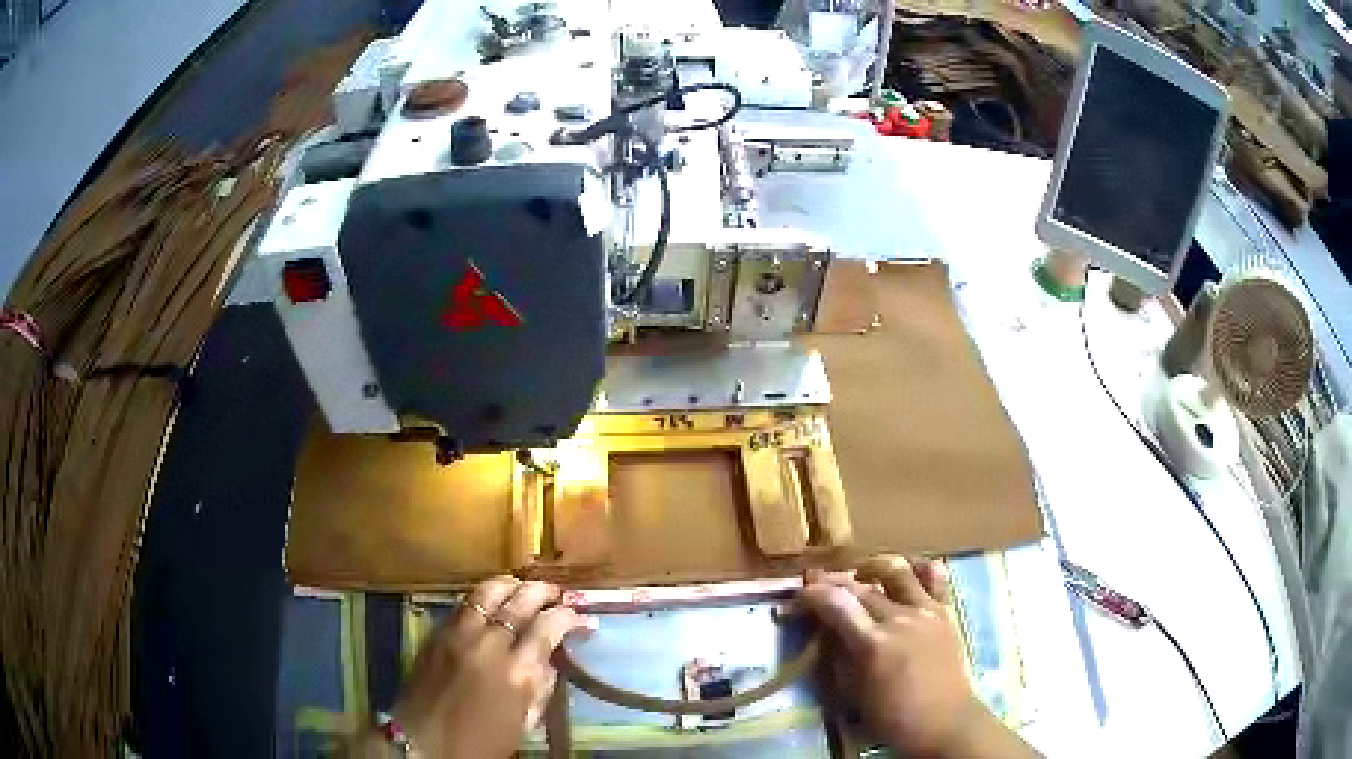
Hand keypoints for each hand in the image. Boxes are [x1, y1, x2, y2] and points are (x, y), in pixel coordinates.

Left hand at [370, 577, 593, 757]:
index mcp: (516, 673)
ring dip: (512, 585)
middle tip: (559, 594)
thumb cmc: (479, 744)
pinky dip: (484, 596)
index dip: (570, 617)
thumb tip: (551, 661)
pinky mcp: (436, 633)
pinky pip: (464, 602)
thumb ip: (540, 689)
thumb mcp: (522, 724)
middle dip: (544, 592)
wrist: (422, 743)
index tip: (583, 618)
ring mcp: (458, 634)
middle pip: (520, 601)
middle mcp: (488, 644)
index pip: (548, 628)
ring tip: (525, 589)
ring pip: (488, 591)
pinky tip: (492, 602)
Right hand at [798, 556, 1037, 758]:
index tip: (798, 596)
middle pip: (860, 587)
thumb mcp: (853, 695)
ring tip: (861, 575)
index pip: (835, 603)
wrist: (945, 722)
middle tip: (819, 587)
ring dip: (873, 567)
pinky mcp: (944, 611)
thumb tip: (826, 632)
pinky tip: (906, 573)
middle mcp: (899, 618)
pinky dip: (917, 569)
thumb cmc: (893, 717)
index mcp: (872, 643)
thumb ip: (838, 658)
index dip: (812, 594)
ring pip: (896, 571)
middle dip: (834, 583)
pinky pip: (934, 577)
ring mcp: (926, 610)